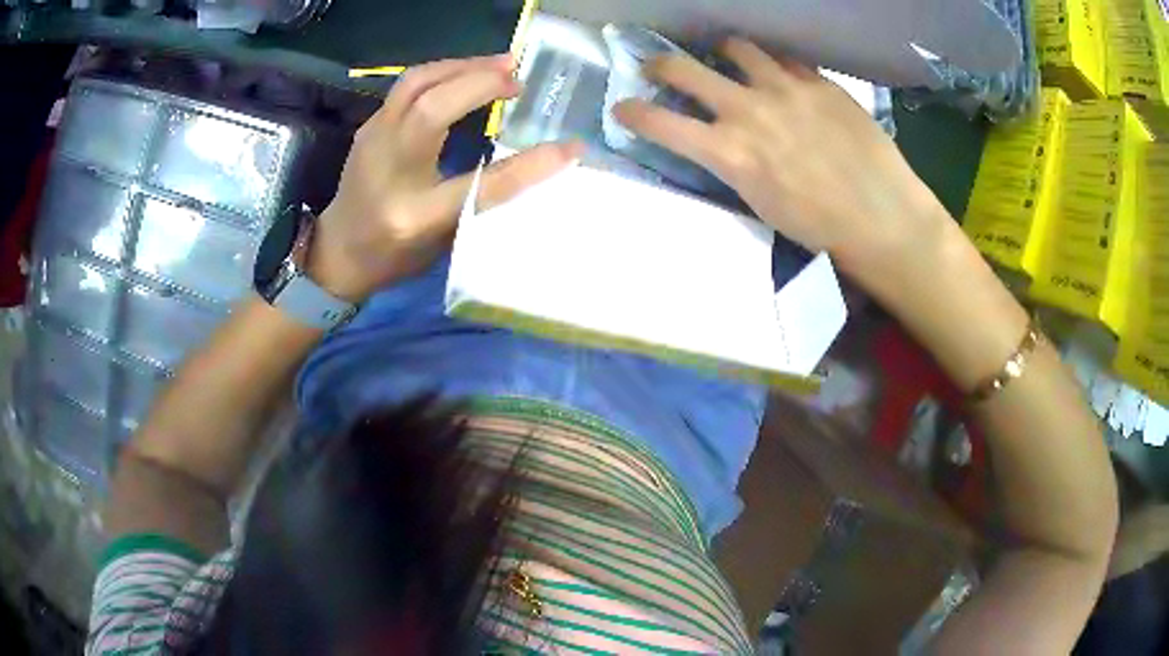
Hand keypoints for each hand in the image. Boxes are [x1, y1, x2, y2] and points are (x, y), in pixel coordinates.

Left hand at [309, 55, 581, 301]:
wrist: (337, 252)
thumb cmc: (394, 256)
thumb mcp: (442, 243)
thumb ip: (480, 204)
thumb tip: (530, 166)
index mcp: (413, 215)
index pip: (478, 186)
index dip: (528, 166)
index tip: (569, 149)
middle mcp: (388, 171)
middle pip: (431, 108)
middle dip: (480, 82)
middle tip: (519, 77)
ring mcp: (372, 141)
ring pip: (415, 83)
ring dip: (462, 66)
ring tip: (500, 65)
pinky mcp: (369, 125)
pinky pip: (407, 85)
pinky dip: (444, 71)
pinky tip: (466, 74)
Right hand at [613, 38, 948, 287]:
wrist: (883, 218)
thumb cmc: (820, 229)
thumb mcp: (759, 204)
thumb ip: (731, 162)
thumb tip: (717, 141)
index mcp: (728, 151)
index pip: (659, 123)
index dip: (631, 113)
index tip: (621, 108)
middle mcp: (747, 109)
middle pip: (683, 69)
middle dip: (660, 66)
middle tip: (659, 69)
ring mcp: (784, 88)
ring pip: (736, 48)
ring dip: (724, 53)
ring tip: (730, 60)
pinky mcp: (818, 82)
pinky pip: (786, 60)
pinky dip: (775, 66)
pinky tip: (782, 78)